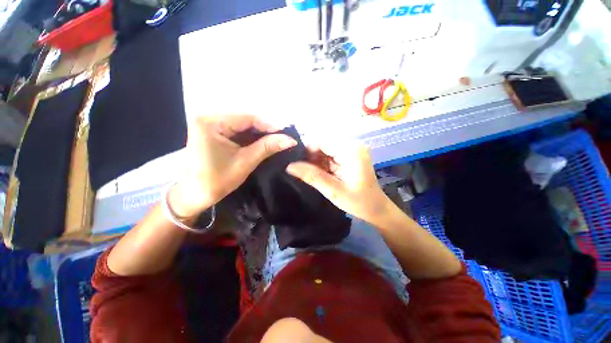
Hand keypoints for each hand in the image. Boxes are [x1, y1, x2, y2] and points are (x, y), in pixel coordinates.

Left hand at [169, 115, 295, 219]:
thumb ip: (268, 147)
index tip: (286, 134)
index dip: (270, 126)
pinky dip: (250, 139)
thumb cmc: (217, 180)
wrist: (194, 196)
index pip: (247, 118)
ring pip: (242, 127)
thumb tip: (290, 140)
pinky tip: (262, 144)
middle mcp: (209, 118)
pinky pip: (237, 132)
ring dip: (259, 135)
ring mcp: (210, 125)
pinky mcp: (213, 134)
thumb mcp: (245, 162)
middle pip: (245, 121)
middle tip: (283, 139)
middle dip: (265, 131)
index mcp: (211, 122)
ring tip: (276, 141)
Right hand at [286, 142, 389, 222]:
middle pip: (323, 144)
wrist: (376, 209)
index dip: (307, 151)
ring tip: (313, 175)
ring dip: (317, 161)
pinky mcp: (350, 155)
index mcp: (350, 150)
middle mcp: (352, 145)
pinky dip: (324, 163)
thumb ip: (311, 176)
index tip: (297, 164)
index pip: (321, 141)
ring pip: (326, 149)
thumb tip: (289, 166)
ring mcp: (352, 149)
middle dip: (312, 157)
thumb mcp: (332, 190)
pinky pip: (331, 155)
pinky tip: (323, 174)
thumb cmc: (358, 202)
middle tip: (304, 172)